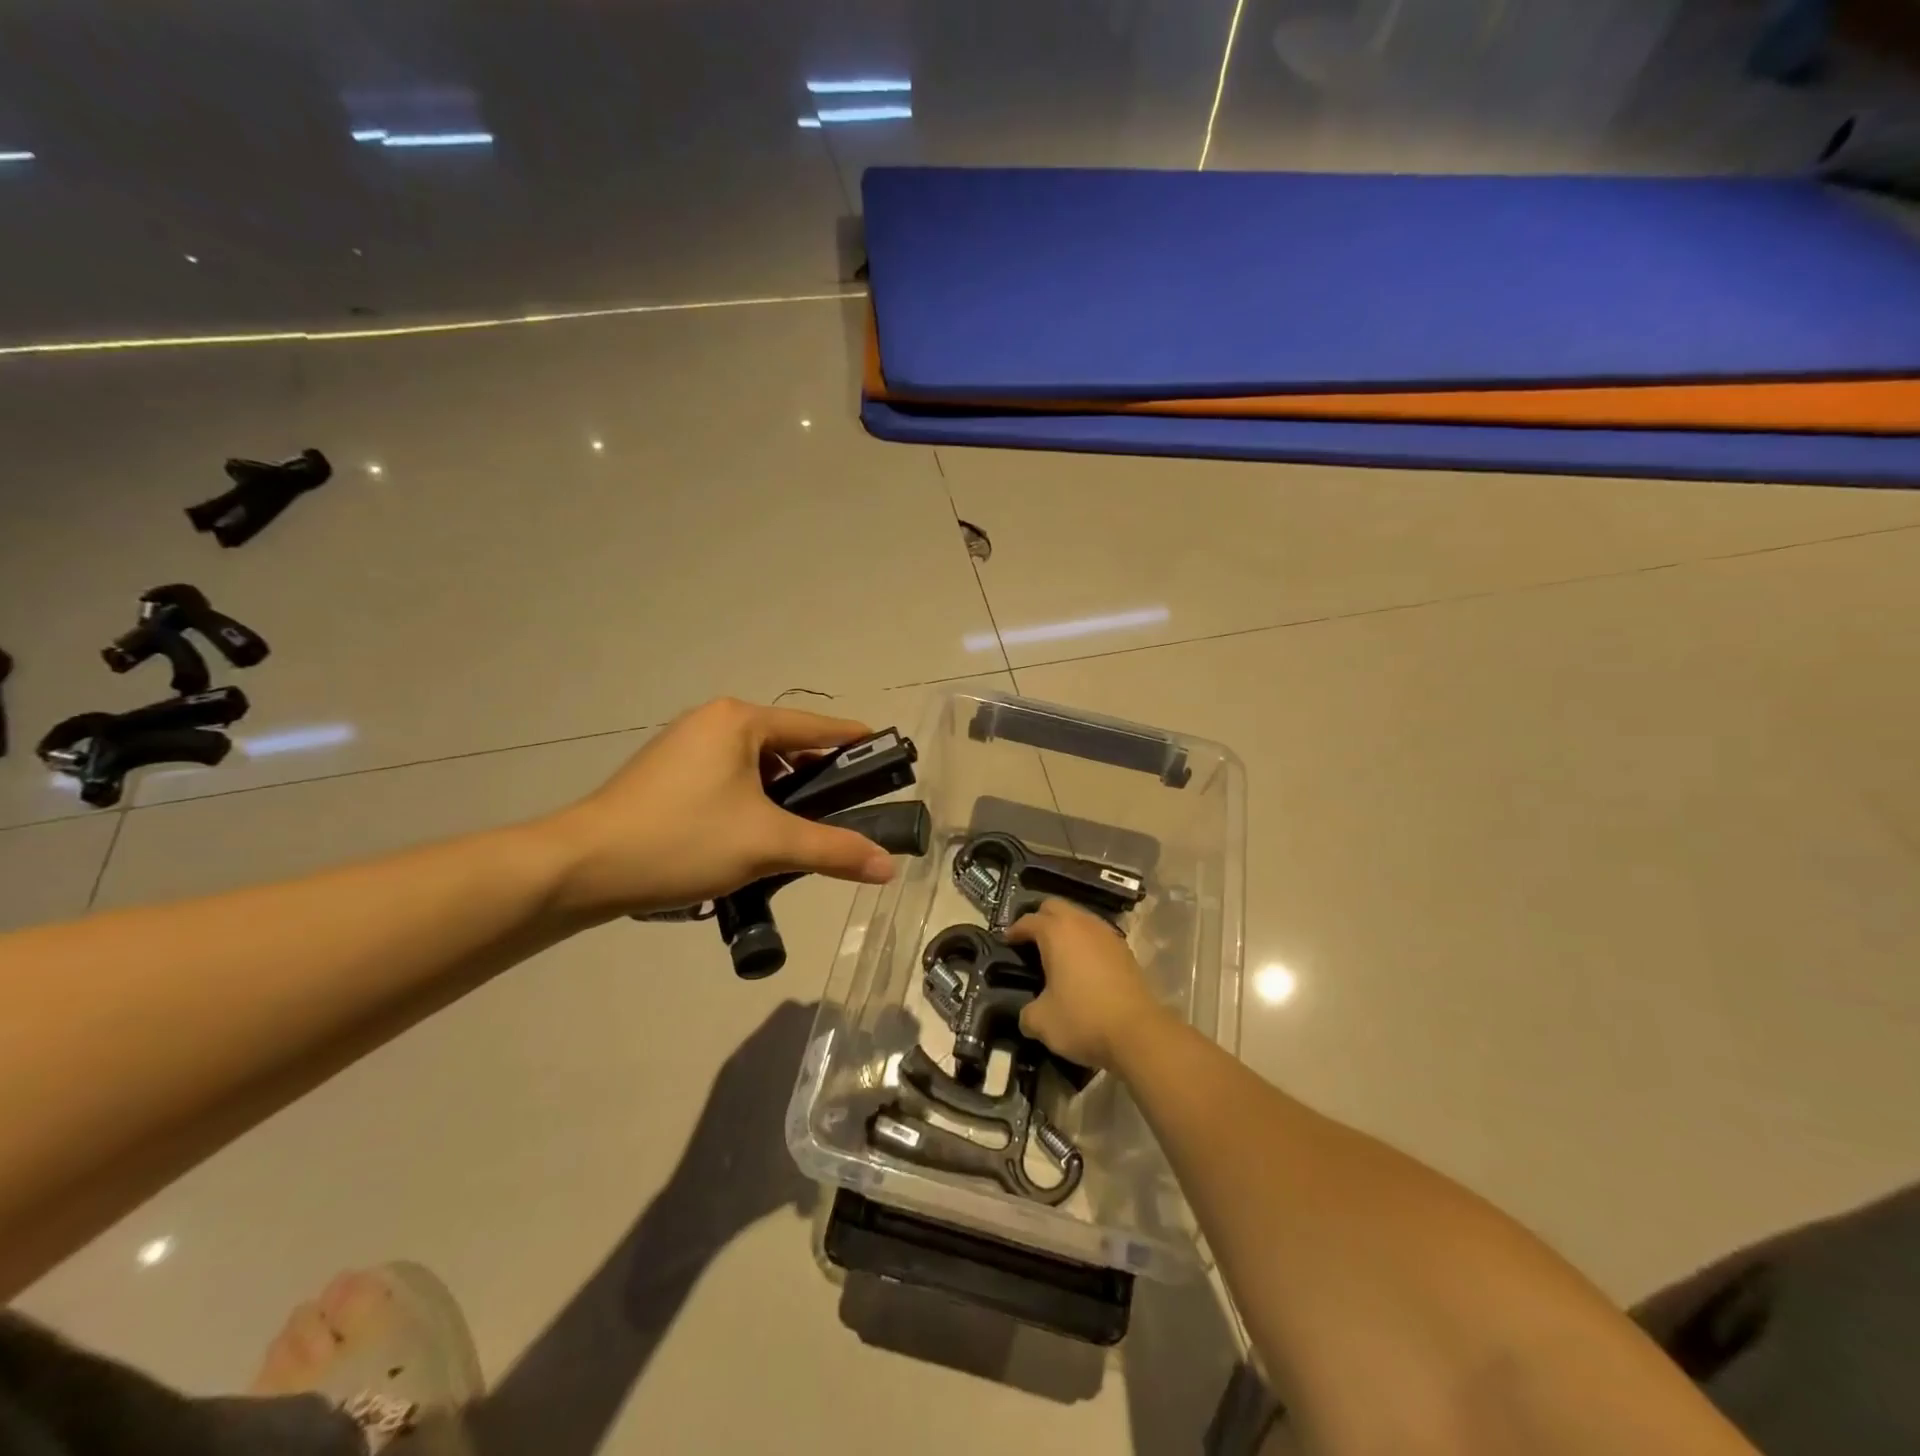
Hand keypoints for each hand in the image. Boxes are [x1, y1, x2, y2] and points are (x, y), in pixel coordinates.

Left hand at [539, 698, 898, 917]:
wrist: (582, 867)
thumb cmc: (682, 840)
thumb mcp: (767, 845)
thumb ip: (833, 850)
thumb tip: (887, 867)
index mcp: (739, 720)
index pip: (815, 726)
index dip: (854, 742)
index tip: (886, 755)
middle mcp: (712, 722)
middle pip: (784, 746)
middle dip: (817, 778)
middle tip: (847, 811)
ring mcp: (683, 747)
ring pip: (754, 766)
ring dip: (782, 796)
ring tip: (802, 832)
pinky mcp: (665, 775)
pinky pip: (726, 779)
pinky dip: (751, 802)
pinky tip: (755, 837)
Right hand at [1005, 898, 1168, 1070]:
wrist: (1138, 1032)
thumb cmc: (1082, 1019)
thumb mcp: (1041, 1022)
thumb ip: (1027, 1013)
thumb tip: (1028, 1014)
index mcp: (1056, 932)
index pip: (1028, 921)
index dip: (1014, 931)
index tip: (1006, 942)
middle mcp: (1082, 924)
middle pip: (1055, 907)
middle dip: (1040, 919)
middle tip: (1030, 942)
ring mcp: (1107, 934)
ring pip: (1080, 918)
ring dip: (1065, 929)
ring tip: (1056, 954)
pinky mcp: (1125, 950)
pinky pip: (1097, 935)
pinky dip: (1085, 943)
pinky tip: (1082, 966)